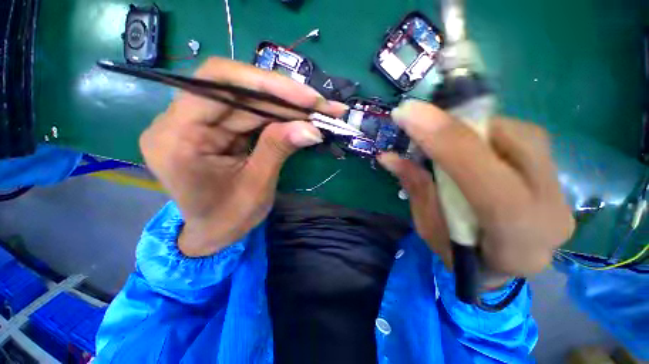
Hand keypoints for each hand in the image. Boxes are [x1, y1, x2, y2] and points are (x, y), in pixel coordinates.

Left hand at [140, 58, 345, 256]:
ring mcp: (199, 121)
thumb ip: (278, 150)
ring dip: (288, 106)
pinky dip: (281, 115)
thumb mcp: (256, 187)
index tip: (307, 98)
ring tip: (321, 112)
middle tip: (323, 106)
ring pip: (249, 100)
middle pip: (238, 89)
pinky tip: (303, 118)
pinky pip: (252, 113)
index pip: (217, 84)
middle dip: (286, 98)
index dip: (267, 84)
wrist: (213, 231)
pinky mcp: (217, 126)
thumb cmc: (228, 218)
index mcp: (177, 138)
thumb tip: (311, 128)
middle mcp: (180, 120)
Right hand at [378, 101, 573, 279]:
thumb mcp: (428, 227)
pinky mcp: (556, 176)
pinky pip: (524, 137)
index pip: (485, 180)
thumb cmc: (460, 256)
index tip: (408, 113)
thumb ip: (416, 188)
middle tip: (424, 124)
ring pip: (522, 134)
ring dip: (474, 128)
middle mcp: (550, 213)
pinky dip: (488, 133)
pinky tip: (468, 145)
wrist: (503, 268)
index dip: (445, 140)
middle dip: (461, 127)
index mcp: (513, 240)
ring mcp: (560, 193)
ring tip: (445, 139)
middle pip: (514, 144)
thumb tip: (388, 156)